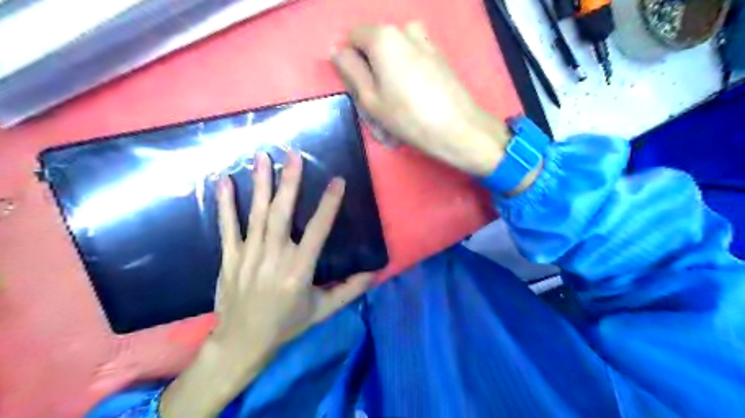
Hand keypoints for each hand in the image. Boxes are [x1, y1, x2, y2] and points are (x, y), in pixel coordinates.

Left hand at [209, 152, 375, 357]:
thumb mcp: (323, 310)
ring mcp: (249, 255)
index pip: (318, 231)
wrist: (242, 341)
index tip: (338, 181)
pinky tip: (224, 181)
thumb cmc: (287, 324)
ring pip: (256, 214)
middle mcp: (274, 257)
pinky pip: (227, 226)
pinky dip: (226, 204)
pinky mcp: (230, 257)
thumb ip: (350, 290)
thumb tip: (375, 272)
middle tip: (293, 154)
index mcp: (299, 270)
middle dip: (290, 181)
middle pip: (282, 213)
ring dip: (260, 184)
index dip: (329, 204)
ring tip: (263, 157)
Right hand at [333, 22, 512, 175]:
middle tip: (379, 102)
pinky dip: (408, 75)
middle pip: (376, 44)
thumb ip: (350, 70)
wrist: (457, 128)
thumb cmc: (408, 117)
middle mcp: (405, 30)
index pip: (353, 37)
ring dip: (391, 71)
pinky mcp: (440, 56)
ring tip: (398, 101)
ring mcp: (426, 41)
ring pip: (395, 52)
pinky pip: (413, 58)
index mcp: (384, 37)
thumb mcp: (370, 99)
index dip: (351, 62)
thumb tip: (337, 50)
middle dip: (372, 68)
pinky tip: (416, 100)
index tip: (360, 88)